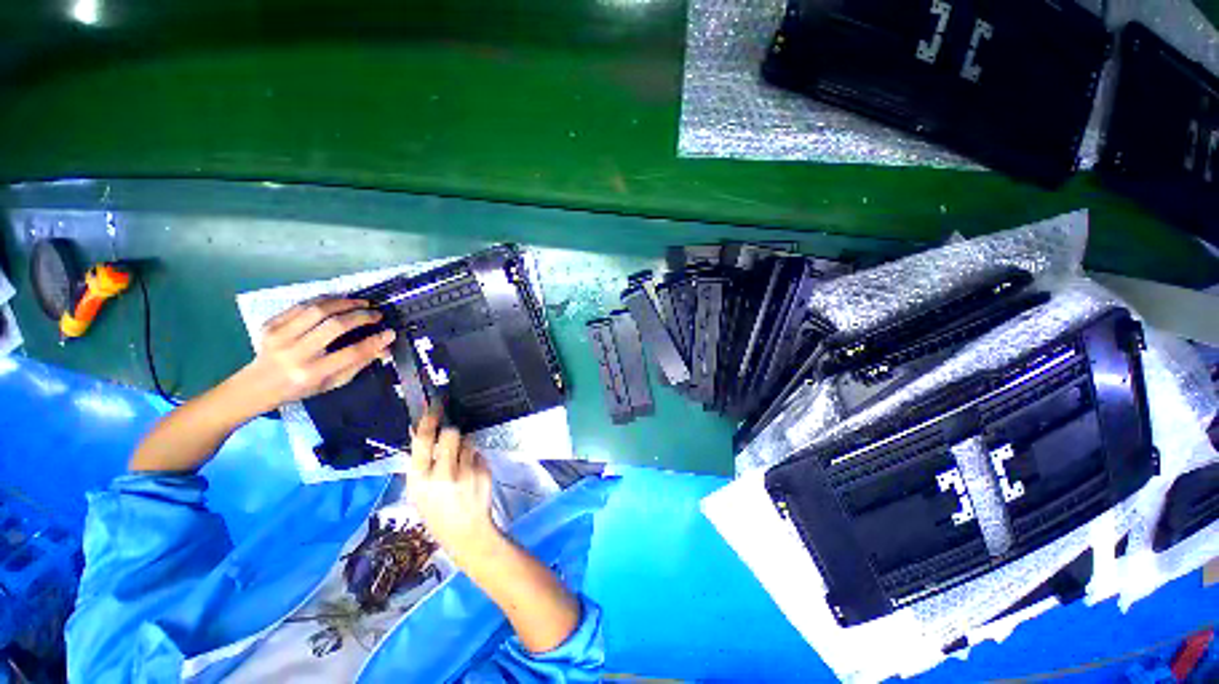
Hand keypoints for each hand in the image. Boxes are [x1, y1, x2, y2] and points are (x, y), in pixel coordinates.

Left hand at [240, 298, 395, 413]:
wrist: (257, 385)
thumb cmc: (302, 387)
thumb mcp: (334, 382)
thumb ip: (359, 363)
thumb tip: (385, 347)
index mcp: (313, 372)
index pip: (351, 353)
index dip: (374, 341)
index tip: (389, 332)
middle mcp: (295, 353)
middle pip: (335, 326)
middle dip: (361, 316)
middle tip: (376, 314)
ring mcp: (279, 336)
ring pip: (318, 310)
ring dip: (345, 303)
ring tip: (361, 303)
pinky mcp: (269, 324)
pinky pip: (301, 305)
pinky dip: (324, 300)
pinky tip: (339, 301)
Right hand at [407, 408, 498, 563]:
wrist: (466, 533)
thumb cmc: (437, 514)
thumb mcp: (419, 494)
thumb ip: (420, 465)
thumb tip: (419, 432)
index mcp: (420, 481)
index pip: (423, 442)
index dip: (428, 422)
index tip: (433, 409)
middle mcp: (443, 475)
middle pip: (450, 434)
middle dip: (451, 434)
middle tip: (450, 443)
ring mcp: (466, 473)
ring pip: (467, 443)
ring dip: (464, 448)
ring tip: (461, 466)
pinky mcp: (484, 471)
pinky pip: (478, 454)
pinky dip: (474, 459)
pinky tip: (471, 475)